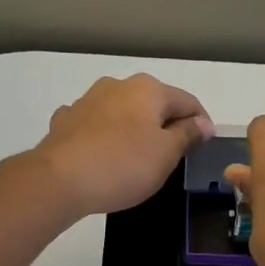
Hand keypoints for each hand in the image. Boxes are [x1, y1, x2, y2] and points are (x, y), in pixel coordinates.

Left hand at [34, 75, 213, 217]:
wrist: (59, 180)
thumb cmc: (123, 165)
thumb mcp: (166, 154)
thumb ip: (187, 135)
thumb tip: (204, 122)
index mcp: (148, 89)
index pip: (187, 101)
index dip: (201, 123)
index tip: (205, 146)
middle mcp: (117, 85)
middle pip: (153, 104)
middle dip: (166, 125)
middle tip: (174, 156)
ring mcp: (87, 100)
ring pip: (122, 113)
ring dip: (135, 129)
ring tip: (139, 158)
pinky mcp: (65, 121)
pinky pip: (96, 126)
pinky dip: (106, 136)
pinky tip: (104, 155)